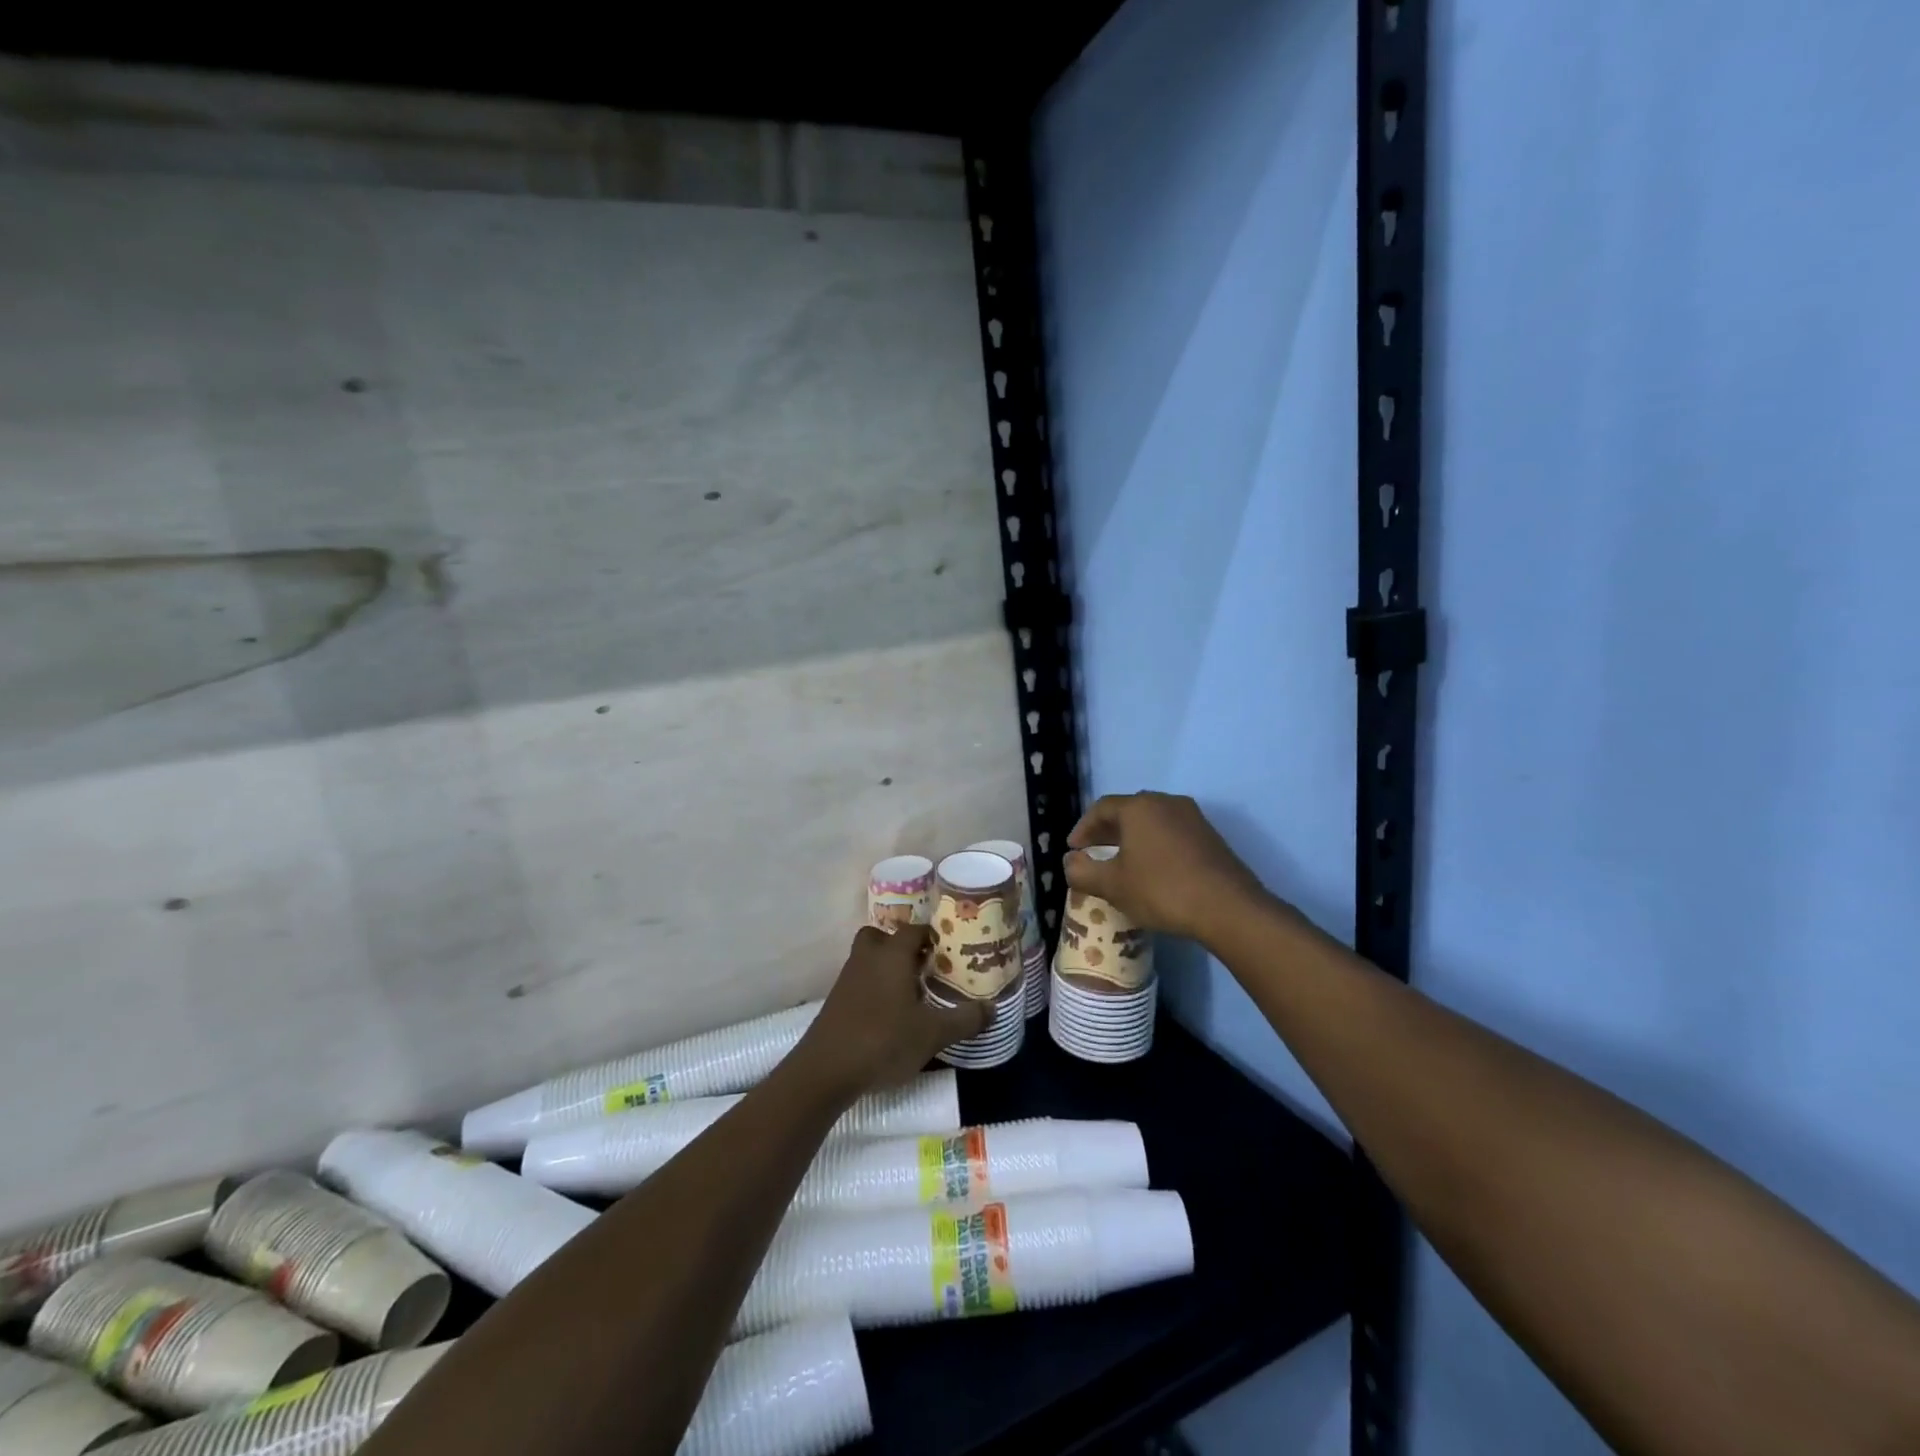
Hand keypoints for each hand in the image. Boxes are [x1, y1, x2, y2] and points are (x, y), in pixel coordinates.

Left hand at [792, 925, 992, 1099]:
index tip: (949, 950)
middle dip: (901, 947)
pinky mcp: (835, 1002)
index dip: (932, 935)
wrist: (825, 1070)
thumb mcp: (933, 1034)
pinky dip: (873, 989)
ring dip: (886, 968)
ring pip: (868, 959)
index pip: (913, 930)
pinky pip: (859, 982)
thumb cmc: (884, 1040)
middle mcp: (867, 958)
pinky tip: (888, 1015)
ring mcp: (847, 979)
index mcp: (892, 955)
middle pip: (882, 937)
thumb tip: (992, 1008)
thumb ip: (965, 1019)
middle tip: (924, 966)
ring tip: (911, 992)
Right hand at [1064, 792, 1270, 942]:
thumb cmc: (1161, 890)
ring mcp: (1193, 818)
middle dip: (1107, 831)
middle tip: (1093, 852)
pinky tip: (1153, 870)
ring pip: (1152, 822)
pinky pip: (1172, 834)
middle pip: (1128, 811)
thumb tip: (1070, 862)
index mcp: (1139, 807)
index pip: (1101, 808)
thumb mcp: (1113, 885)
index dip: (1083, 828)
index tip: (1074, 849)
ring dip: (1133, 838)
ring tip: (1121, 863)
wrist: (1228, 908)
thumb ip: (1083, 872)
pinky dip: (1155, 846)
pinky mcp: (1210, 837)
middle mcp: (1166, 802)